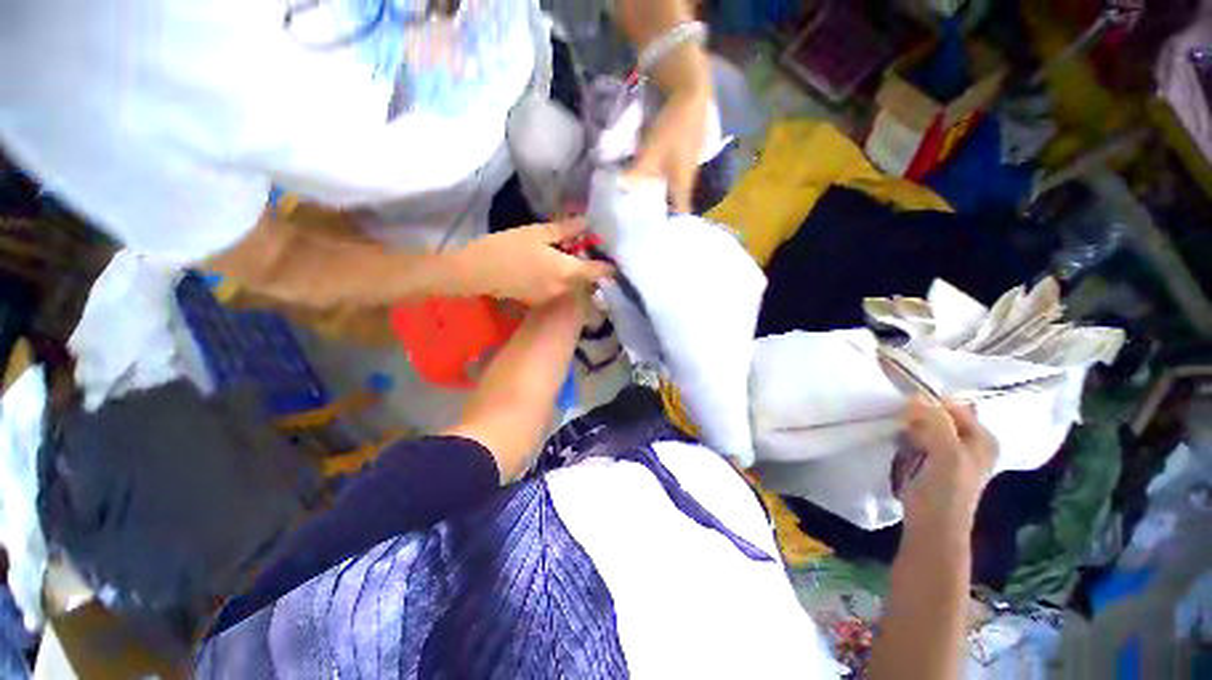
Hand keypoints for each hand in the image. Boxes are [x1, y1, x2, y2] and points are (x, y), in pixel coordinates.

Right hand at [455, 221, 612, 305]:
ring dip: (574, 273)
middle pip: (586, 280)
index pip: (599, 272)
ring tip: (566, 254)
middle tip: (583, 248)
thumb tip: (588, 222)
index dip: (608, 265)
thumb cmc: (507, 248)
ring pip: (573, 285)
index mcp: (568, 272)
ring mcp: (553, 298)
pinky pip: (559, 290)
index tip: (611, 255)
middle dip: (589, 266)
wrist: (475, 273)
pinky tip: (550, 266)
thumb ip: (566, 230)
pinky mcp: (540, 301)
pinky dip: (561, 280)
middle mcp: (565, 290)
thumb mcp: (537, 233)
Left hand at [628, 89, 711, 212]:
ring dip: (661, 193)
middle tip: (645, 218)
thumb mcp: (650, 152)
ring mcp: (688, 164)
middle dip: (662, 210)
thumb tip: (623, 188)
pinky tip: (650, 176)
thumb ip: (636, 173)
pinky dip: (661, 178)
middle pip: (676, 200)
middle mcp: (688, 178)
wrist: (690, 93)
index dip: (673, 224)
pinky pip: (672, 172)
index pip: (682, 212)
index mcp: (682, 183)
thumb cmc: (672, 128)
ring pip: (673, 186)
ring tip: (643, 200)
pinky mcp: (684, 152)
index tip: (660, 233)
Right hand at [899, 399, 997, 535]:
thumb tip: (915, 397)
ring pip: (925, 429)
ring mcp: (951, 454)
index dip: (930, 405)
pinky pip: (918, 442)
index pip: (953, 407)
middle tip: (906, 431)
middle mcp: (970, 443)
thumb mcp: (946, 451)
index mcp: (983, 438)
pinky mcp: (933, 464)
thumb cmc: (945, 490)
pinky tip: (903, 453)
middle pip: (938, 417)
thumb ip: (936, 421)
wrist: (932, 525)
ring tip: (904, 445)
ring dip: (911, 432)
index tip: (907, 411)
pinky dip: (908, 443)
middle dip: (918, 420)